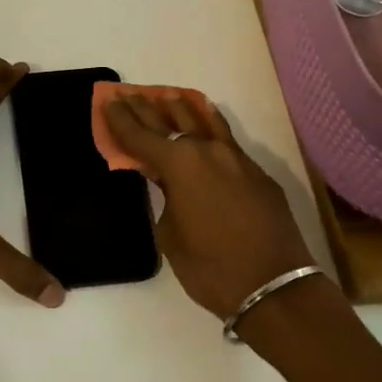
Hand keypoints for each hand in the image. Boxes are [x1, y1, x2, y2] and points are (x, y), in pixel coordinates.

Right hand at [102, 92, 316, 318]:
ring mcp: (237, 159)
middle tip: (128, 94)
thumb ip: (165, 198)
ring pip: (204, 122)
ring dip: (182, 108)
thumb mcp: (170, 234)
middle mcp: (207, 151)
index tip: (107, 101)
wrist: (274, 287)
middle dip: (147, 109)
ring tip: (167, 95)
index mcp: (179, 165)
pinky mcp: (257, 173)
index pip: (141, 136)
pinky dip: (211, 125)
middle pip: (170, 123)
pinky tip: (207, 118)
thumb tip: (170, 184)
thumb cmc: (210, 266)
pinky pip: (227, 139)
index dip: (120, 119)